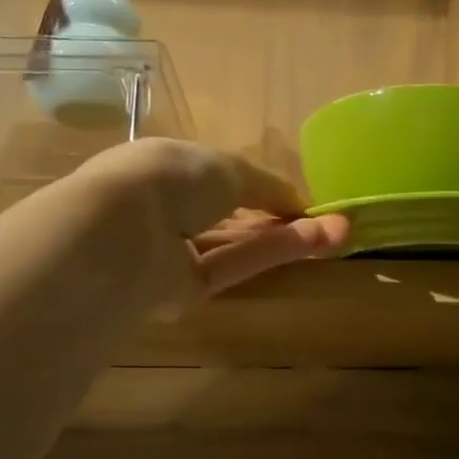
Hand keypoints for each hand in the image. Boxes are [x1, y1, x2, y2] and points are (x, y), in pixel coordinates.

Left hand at [74, 138, 349, 303]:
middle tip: (331, 221)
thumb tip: (299, 203)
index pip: (217, 178)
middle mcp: (166, 209)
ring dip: (286, 236)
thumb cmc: (169, 178)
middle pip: (232, 216)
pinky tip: (313, 243)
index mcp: (165, 167)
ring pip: (237, 243)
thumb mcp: (228, 167)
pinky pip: (233, 266)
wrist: (120, 233)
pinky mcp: (183, 291)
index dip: (259, 187)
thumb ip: (267, 186)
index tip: (297, 198)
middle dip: (281, 216)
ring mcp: (173, 253)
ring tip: (338, 232)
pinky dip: (271, 253)